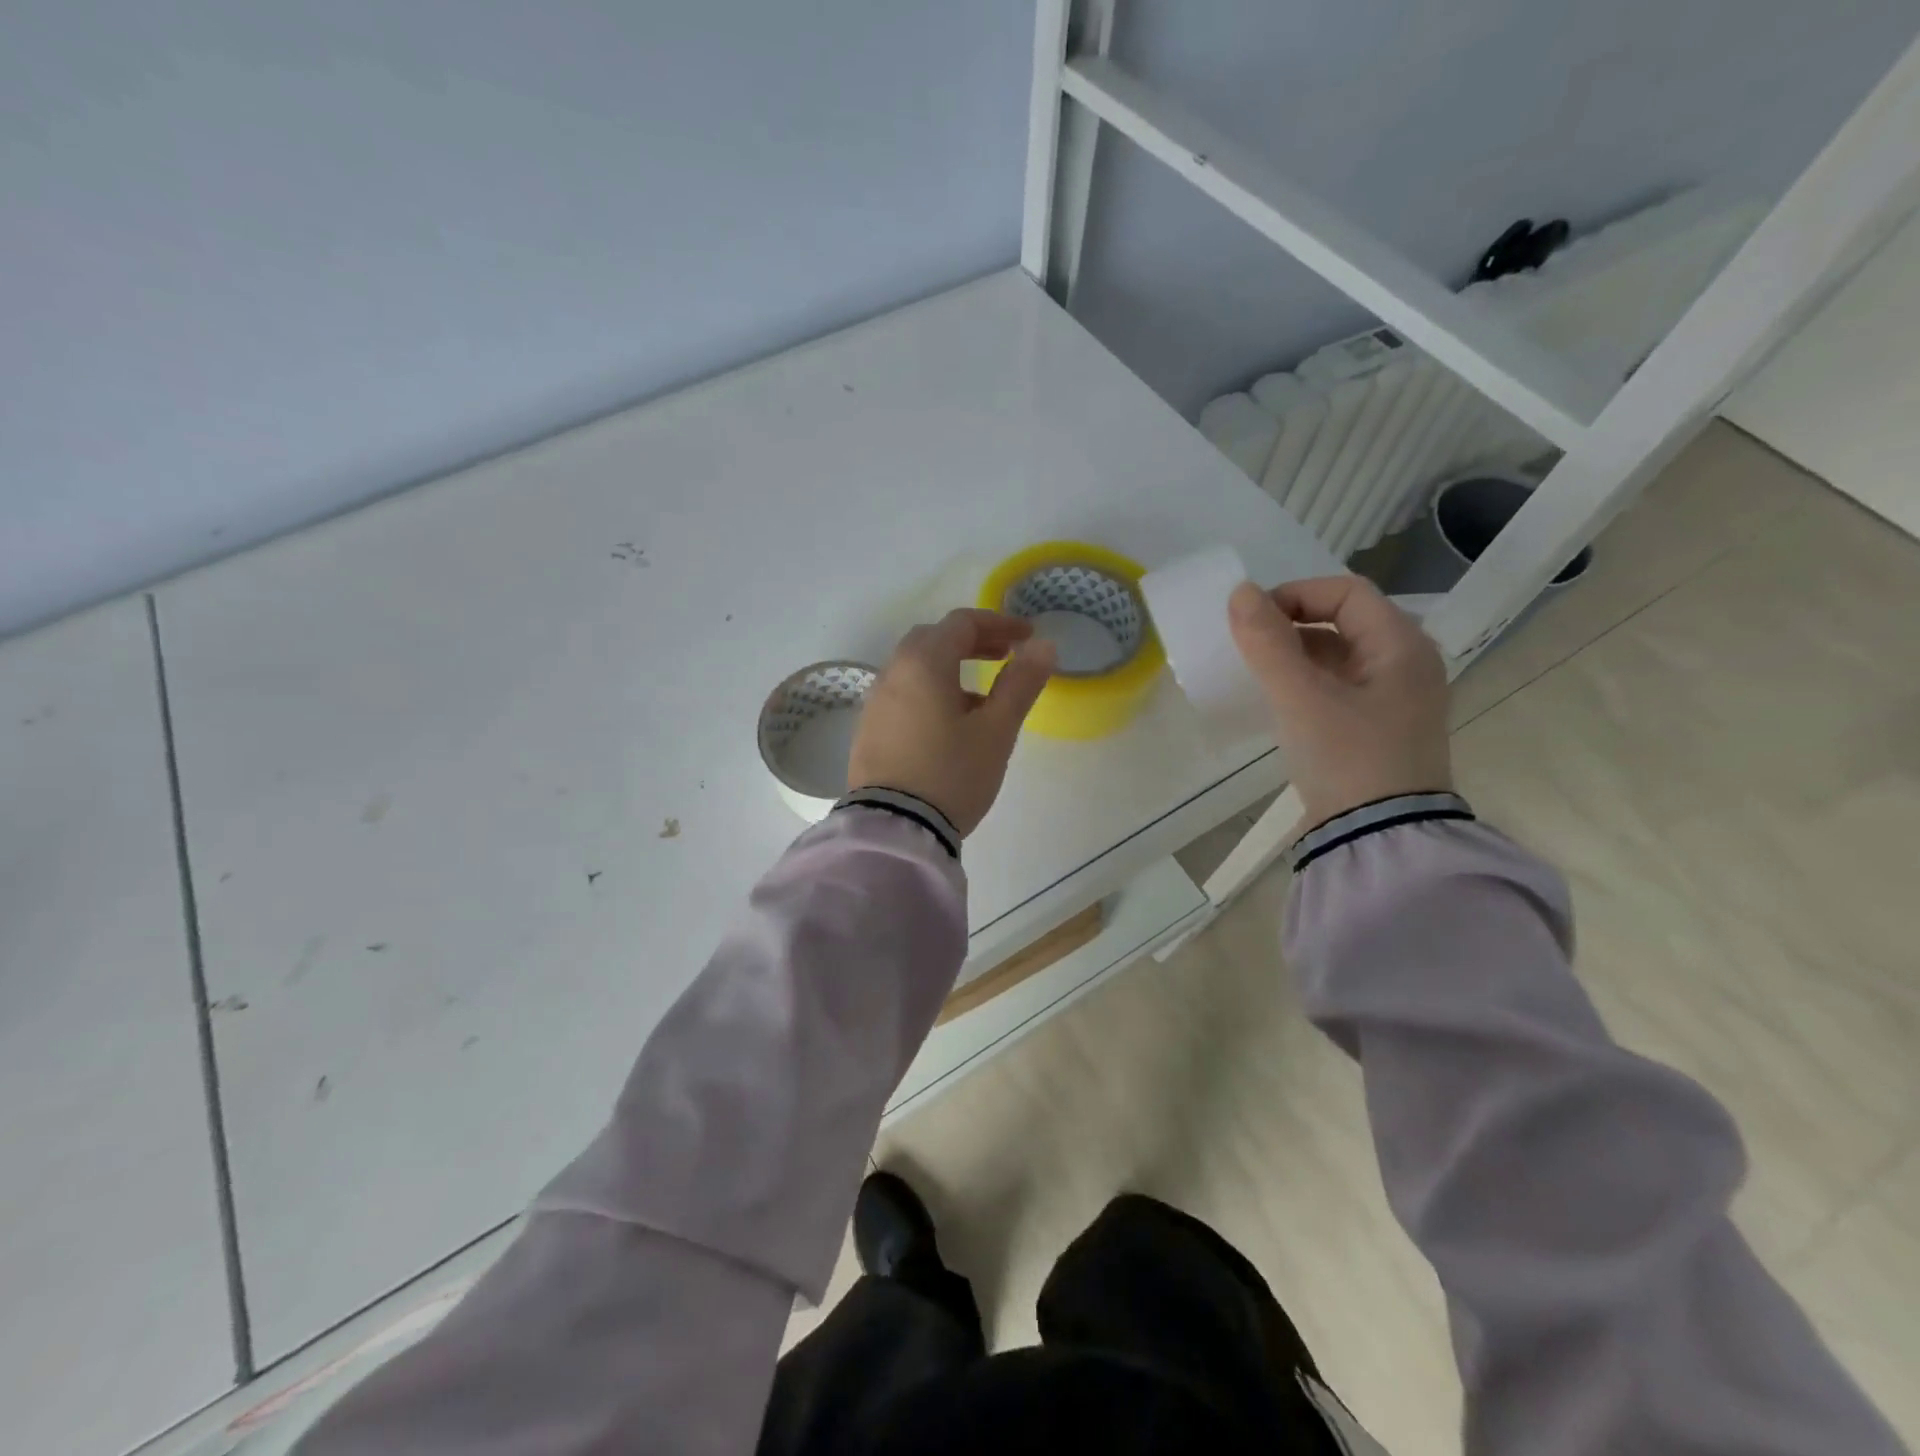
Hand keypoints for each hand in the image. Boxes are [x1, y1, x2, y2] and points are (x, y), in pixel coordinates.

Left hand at [849, 609, 1057, 837]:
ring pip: (915, 667)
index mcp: (924, 663)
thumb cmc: (952, 774)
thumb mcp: (996, 731)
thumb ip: (1020, 683)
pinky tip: (948, 724)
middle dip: (972, 640)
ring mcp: (875, 702)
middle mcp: (893, 672)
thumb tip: (1043, 646)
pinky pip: (903, 693)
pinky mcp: (868, 730)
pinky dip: (929, 690)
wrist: (894, 828)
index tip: (1028, 637)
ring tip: (982, 696)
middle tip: (1004, 656)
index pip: (963, 623)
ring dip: (949, 666)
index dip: (1000, 623)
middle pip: (933, 638)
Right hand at [1228, 576, 1451, 826]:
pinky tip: (1276, 701)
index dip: (1295, 595)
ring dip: (1294, 655)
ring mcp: (1393, 698)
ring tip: (1255, 672)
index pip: (1346, 592)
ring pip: (1338, 656)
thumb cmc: (1347, 758)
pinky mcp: (1376, 728)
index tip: (1251, 619)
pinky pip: (1337, 686)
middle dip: (1290, 625)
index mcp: (1401, 646)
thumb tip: (1240, 592)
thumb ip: (1268, 643)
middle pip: (1343, 621)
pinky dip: (1304, 683)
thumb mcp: (1301, 698)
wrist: (1379, 838)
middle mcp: (1405, 664)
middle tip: (1247, 645)